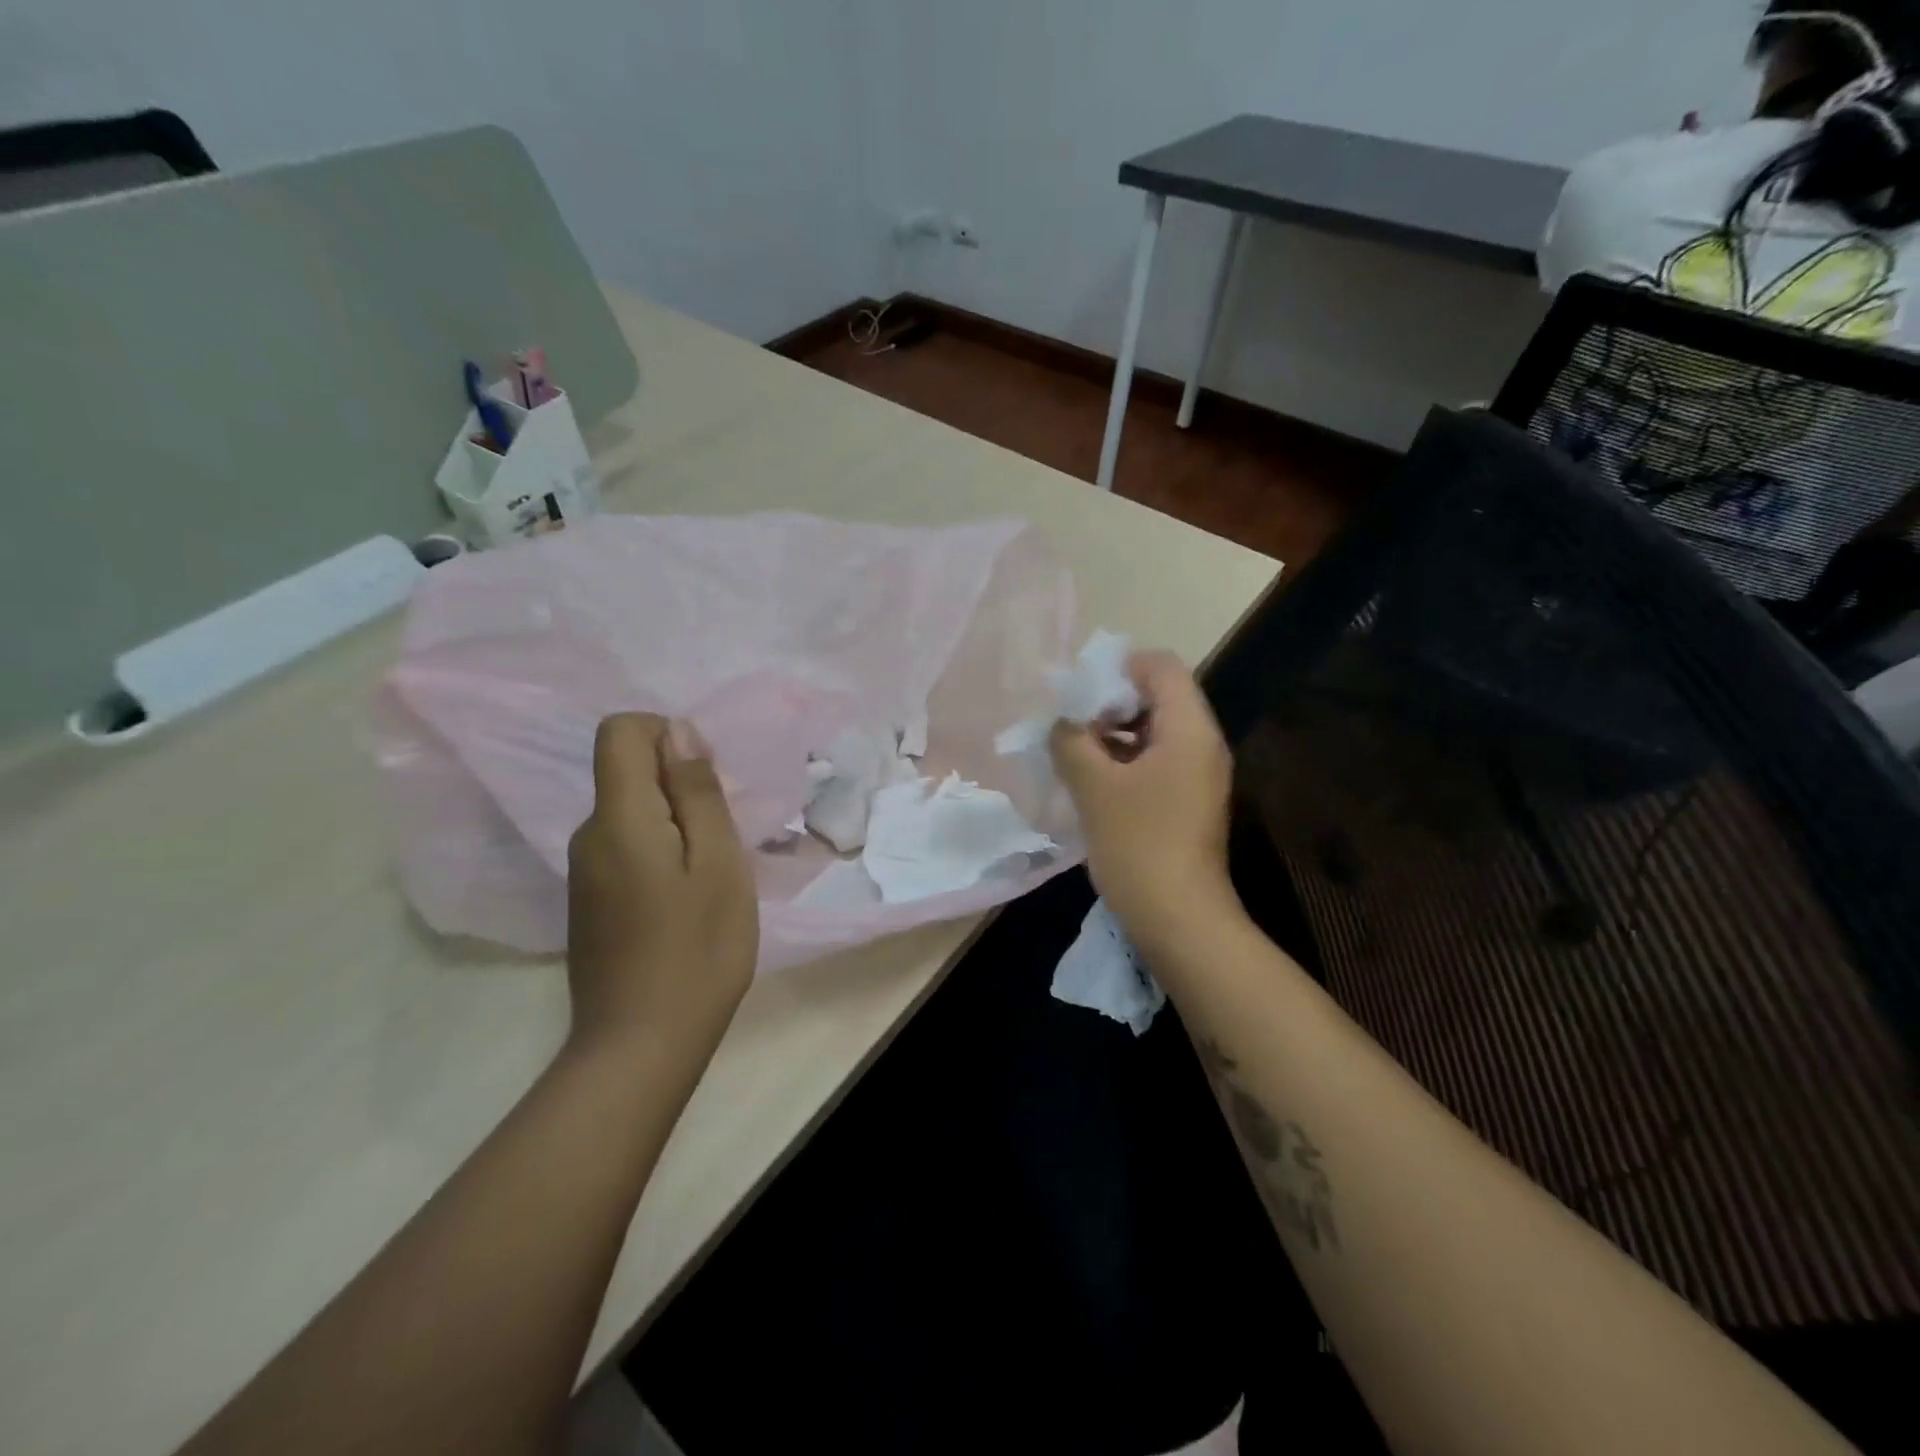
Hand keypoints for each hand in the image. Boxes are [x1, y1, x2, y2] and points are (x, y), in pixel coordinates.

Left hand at [566, 714, 757, 1061]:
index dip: (665, 735)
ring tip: (712, 874)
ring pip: (632, 813)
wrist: (641, 1046)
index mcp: (618, 818)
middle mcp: (588, 835)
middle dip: (680, 786)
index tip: (705, 781)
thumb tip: (678, 732)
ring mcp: (584, 872)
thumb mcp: (718, 862)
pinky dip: (661, 853)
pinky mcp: (590, 902)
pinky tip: (687, 901)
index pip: (619, 731)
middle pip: (627, 772)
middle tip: (723, 840)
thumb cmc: (697, 949)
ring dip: (677, 824)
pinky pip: (627, 847)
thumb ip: (697, 792)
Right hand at [1050, 651, 1238, 951]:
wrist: (1178, 918)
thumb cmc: (1138, 843)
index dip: (1118, 667)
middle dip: (1110, 702)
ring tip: (1072, 751)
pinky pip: (1155, 761)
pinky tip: (1090, 780)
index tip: (1079, 691)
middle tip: (1070, 723)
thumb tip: (1061, 723)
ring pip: (1153, 731)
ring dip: (1112, 734)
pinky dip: (1123, 760)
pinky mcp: (1187, 801)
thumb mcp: (1093, 786)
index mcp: (1189, 728)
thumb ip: (1071, 741)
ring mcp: (1197, 774)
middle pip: (1158, 696)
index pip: (1160, 666)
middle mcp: (1201, 743)